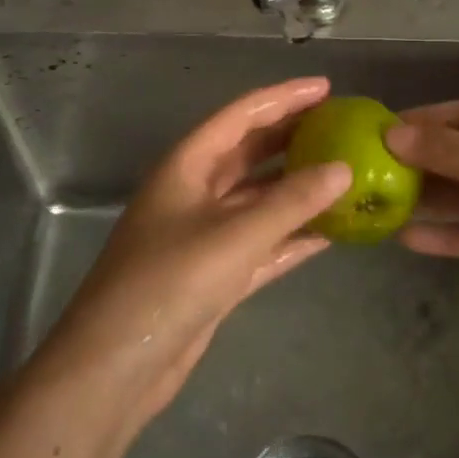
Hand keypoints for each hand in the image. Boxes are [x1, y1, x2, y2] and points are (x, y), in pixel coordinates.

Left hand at [30, 77, 350, 437]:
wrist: (113, 369)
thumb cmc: (167, 284)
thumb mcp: (234, 236)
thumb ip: (291, 202)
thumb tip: (343, 169)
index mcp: (187, 165)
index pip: (241, 115)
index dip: (284, 98)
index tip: (326, 87)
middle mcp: (195, 191)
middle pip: (250, 151)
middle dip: (293, 136)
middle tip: (341, 126)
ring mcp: (204, 234)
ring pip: (259, 198)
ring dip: (297, 188)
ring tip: (345, 172)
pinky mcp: (215, 274)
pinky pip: (262, 242)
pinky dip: (292, 235)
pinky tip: (330, 232)